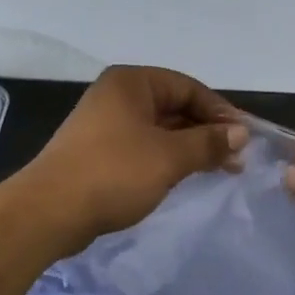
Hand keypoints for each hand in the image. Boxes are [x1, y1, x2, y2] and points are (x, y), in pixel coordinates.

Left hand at [21, 66, 246, 252]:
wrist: (49, 211)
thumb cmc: (114, 173)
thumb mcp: (169, 157)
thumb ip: (208, 142)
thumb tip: (240, 133)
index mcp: (131, 83)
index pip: (188, 87)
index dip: (220, 111)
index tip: (245, 138)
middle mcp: (117, 95)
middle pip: (174, 106)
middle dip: (206, 131)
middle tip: (236, 159)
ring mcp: (104, 124)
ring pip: (159, 129)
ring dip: (189, 147)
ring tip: (219, 169)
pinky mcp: (98, 151)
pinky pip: (142, 146)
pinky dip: (166, 158)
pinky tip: (185, 176)